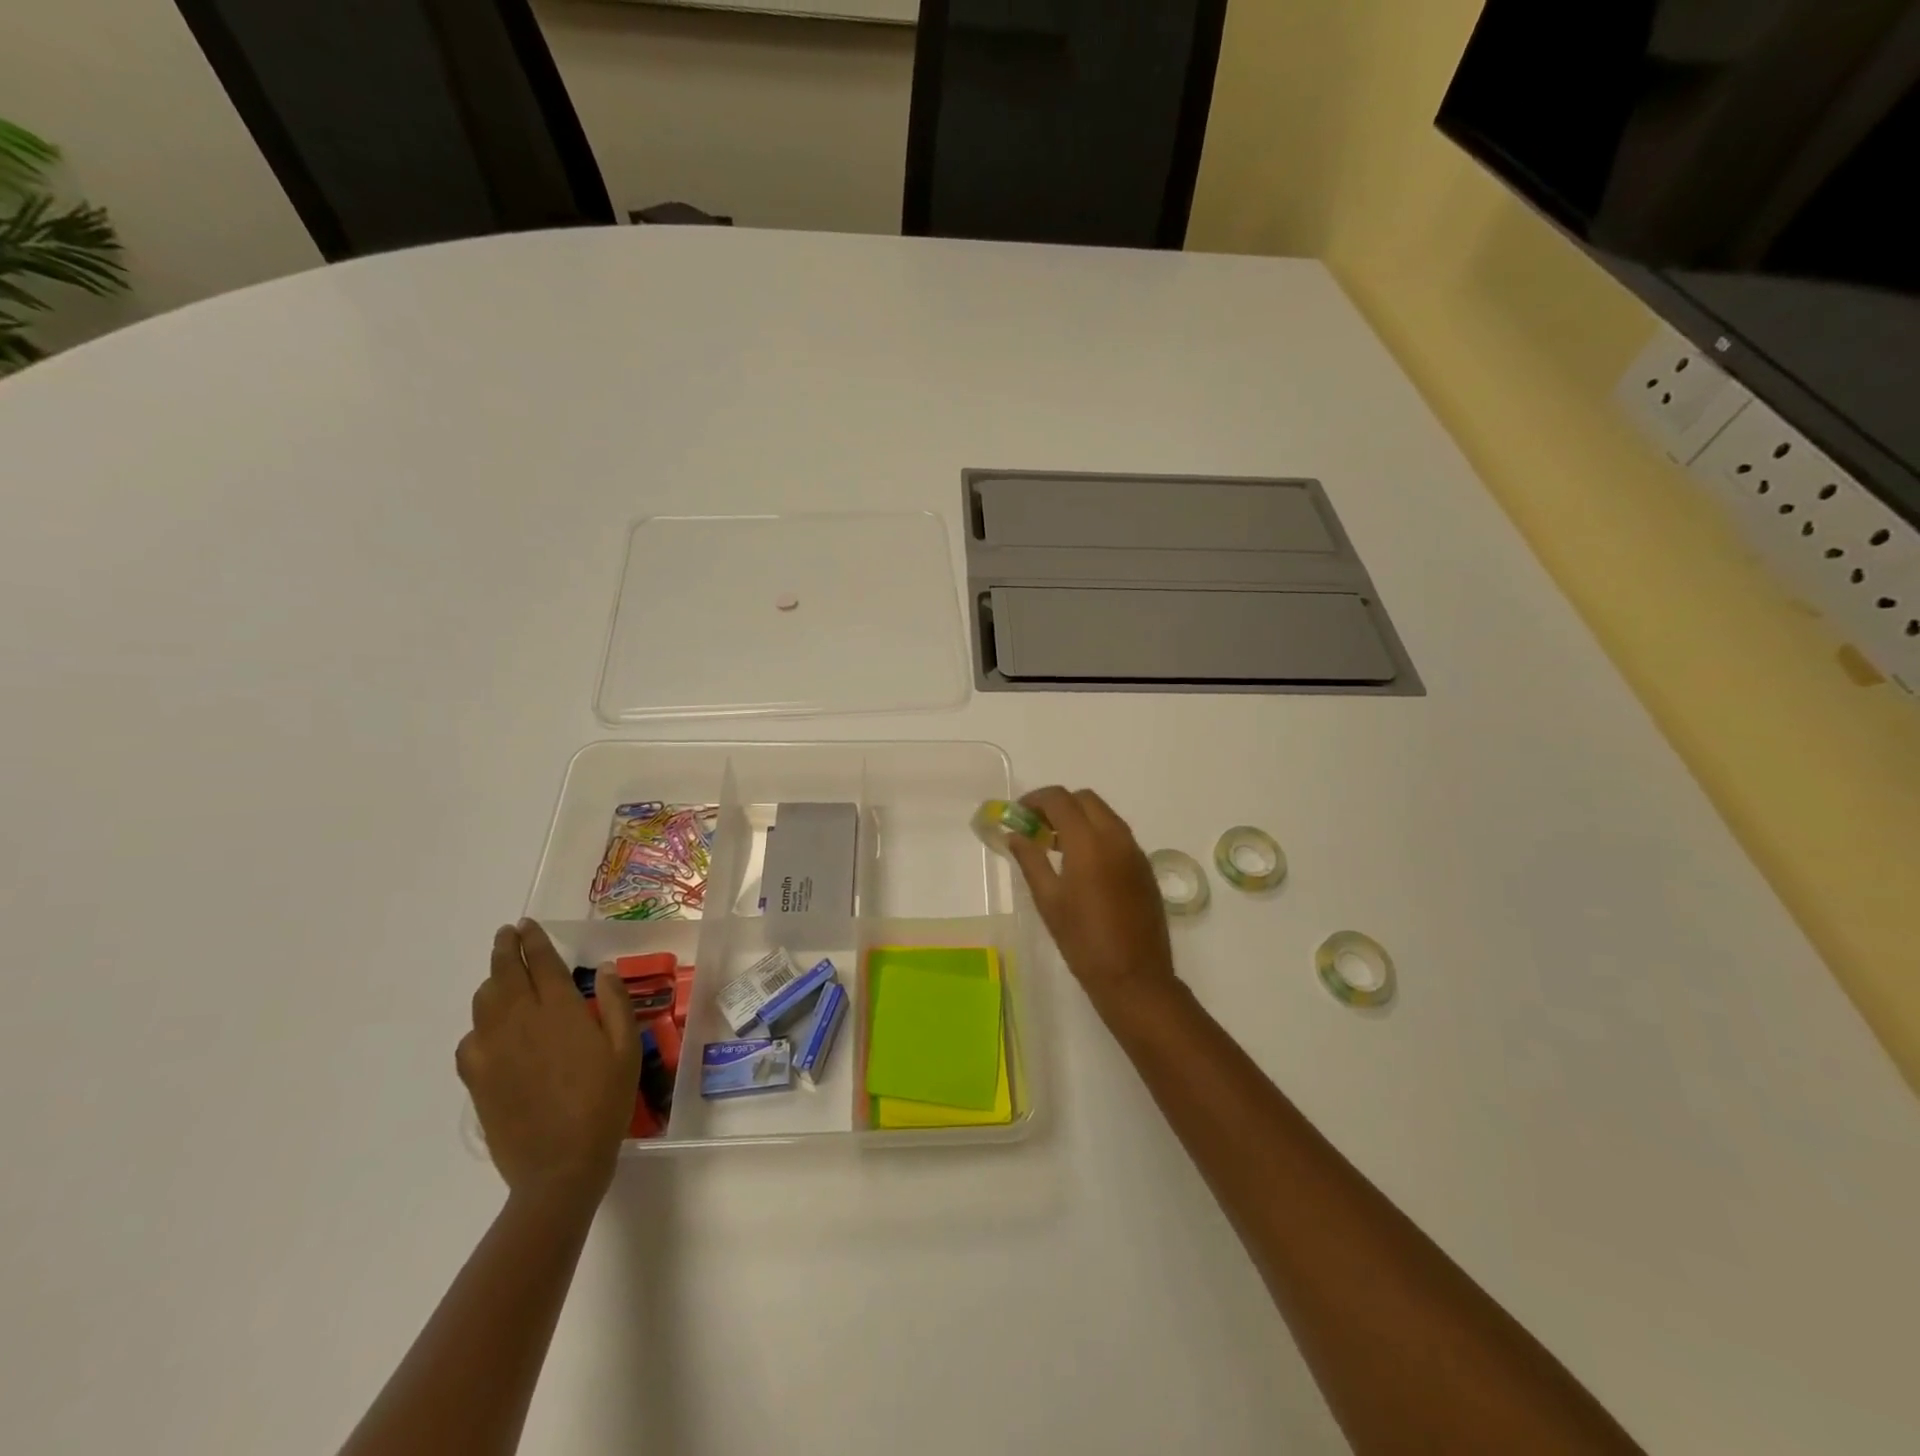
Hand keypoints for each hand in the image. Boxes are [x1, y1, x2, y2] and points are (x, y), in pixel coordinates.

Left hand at [457, 920, 641, 1204]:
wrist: (559, 1165)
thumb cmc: (604, 1102)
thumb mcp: (626, 1048)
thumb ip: (614, 1003)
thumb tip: (605, 969)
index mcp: (559, 1011)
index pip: (541, 963)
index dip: (533, 940)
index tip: (527, 924)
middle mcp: (520, 1021)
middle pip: (504, 974)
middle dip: (505, 949)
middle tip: (507, 934)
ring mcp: (492, 1050)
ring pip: (484, 1002)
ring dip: (492, 980)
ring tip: (500, 974)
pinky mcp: (476, 1078)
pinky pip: (470, 1039)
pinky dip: (479, 1023)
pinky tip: (490, 1029)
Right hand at [1006, 787, 1178, 1015]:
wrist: (1134, 977)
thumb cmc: (1083, 940)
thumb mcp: (1048, 899)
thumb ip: (1030, 860)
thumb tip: (1015, 835)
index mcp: (1089, 842)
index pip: (1059, 799)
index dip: (1035, 800)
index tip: (1018, 815)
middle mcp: (1116, 837)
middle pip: (1085, 799)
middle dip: (1058, 805)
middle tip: (1037, 828)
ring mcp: (1135, 851)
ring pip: (1104, 815)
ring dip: (1079, 818)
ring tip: (1055, 846)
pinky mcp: (1144, 867)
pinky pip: (1118, 835)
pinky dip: (1097, 834)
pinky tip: (1082, 865)